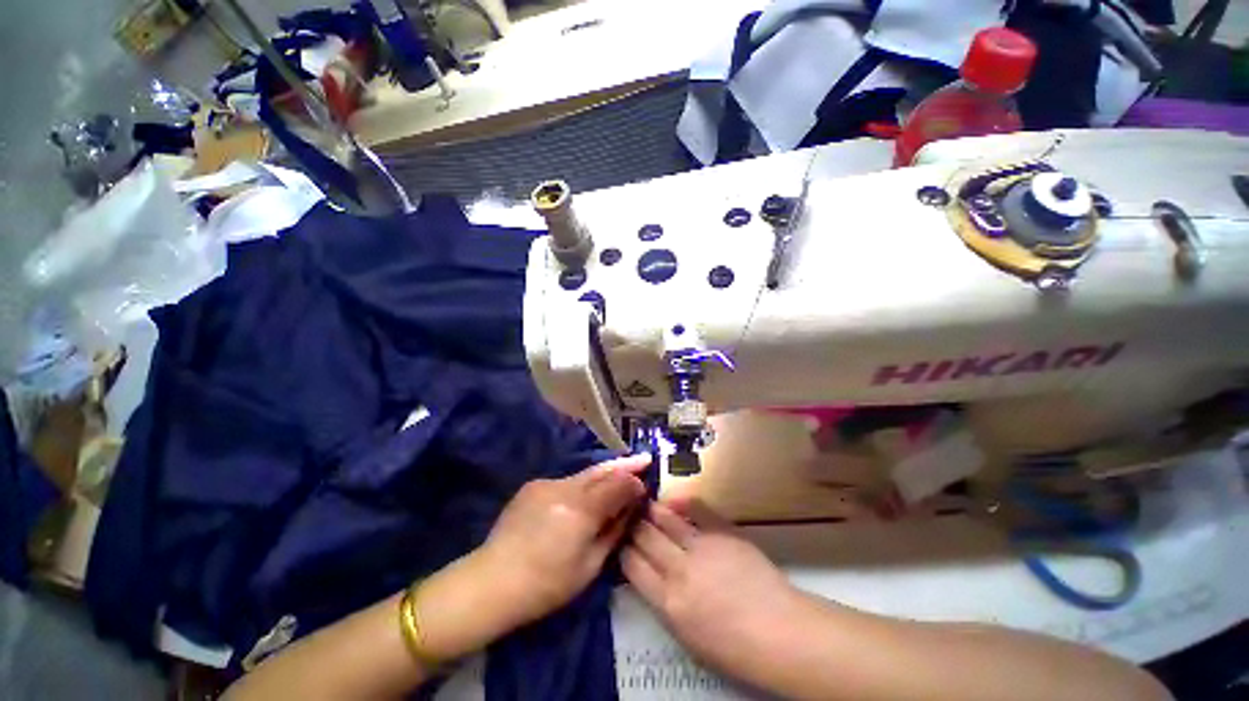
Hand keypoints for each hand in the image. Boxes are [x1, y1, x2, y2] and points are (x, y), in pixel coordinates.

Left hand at [478, 453, 650, 624]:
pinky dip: (580, 485)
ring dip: (603, 474)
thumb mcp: (590, 565)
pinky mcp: (532, 485)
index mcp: (581, 510)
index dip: (634, 482)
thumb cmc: (547, 585)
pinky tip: (582, 496)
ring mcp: (546, 483)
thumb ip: (614, 530)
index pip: (617, 484)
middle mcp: (565, 488)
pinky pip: (565, 482)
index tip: (645, 484)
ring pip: (583, 474)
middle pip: (601, 471)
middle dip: (624, 464)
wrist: (492, 581)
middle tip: (644, 458)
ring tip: (619, 473)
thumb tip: (631, 507)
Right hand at [622, 498, 804, 675]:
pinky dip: (681, 501)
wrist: (780, 632)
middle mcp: (678, 570)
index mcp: (667, 603)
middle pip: (645, 537)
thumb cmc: (734, 648)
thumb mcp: (687, 636)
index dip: (623, 549)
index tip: (621, 541)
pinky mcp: (722, 531)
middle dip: (633, 525)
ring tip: (645, 503)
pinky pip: (696, 508)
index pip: (632, 566)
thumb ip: (665, 602)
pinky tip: (673, 499)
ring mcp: (700, 547)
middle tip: (630, 517)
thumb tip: (651, 577)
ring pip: (665, 519)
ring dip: (652, 509)